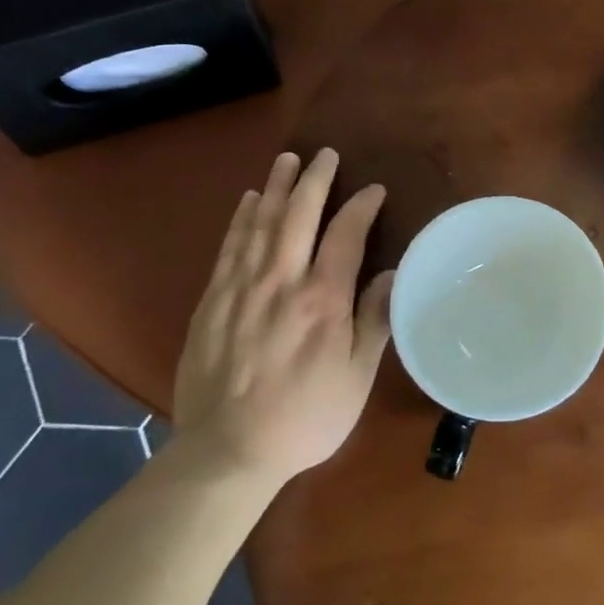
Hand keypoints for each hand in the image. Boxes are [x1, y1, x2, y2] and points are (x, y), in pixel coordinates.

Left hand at [172, 149, 393, 485]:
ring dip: (275, 187)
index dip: (361, 206)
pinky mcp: (212, 300)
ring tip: (286, 159)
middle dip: (313, 180)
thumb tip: (391, 274)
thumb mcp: (355, 378)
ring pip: (259, 222)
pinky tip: (247, 200)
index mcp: (322, 300)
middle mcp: (280, 282)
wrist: (227, 450)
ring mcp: (241, 288)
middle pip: (297, 215)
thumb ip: (374, 322)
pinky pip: (229, 246)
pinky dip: (240, 218)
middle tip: (325, 154)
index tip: (373, 190)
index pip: (345, 235)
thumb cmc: (305, 417)